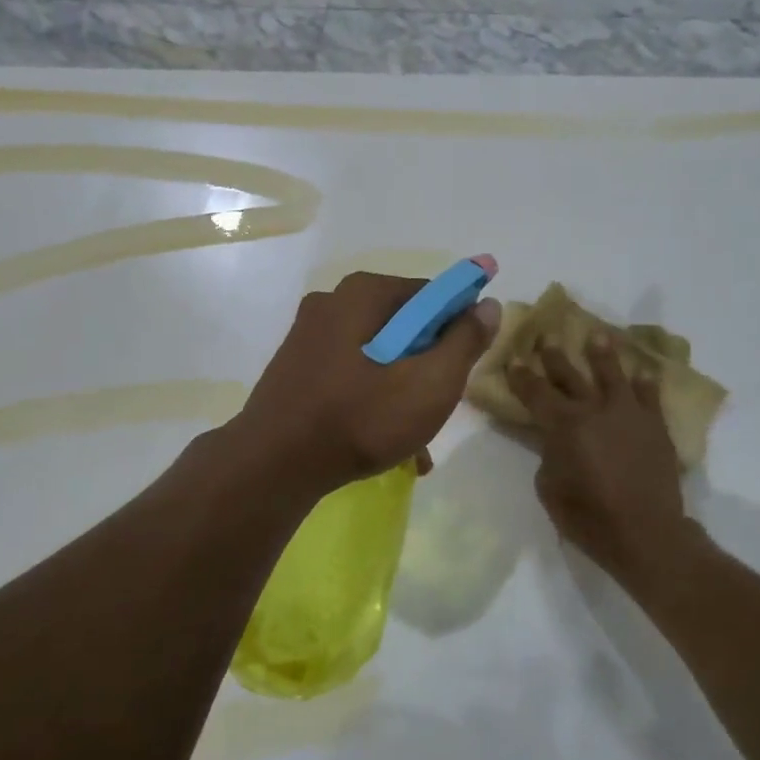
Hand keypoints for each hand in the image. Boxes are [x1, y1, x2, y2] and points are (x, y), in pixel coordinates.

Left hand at [234, 270, 500, 496]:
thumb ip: (464, 341)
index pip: (432, 296)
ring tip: (415, 442)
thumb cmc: (360, 418)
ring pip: (378, 356)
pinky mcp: (295, 368)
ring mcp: (308, 335)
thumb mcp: (430, 383)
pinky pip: (350, 374)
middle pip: (404, 327)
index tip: (462, 370)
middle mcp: (332, 302)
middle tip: (437, 407)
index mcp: (363, 293)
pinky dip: (372, 400)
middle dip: (428, 366)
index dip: (457, 330)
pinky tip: (385, 443)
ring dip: (402, 391)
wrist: (272, 466)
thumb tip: (487, 304)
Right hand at [506, 333, 696, 584]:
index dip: (522, 376)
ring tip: (598, 336)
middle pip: (570, 375)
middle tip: (546, 336)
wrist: (645, 532)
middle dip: (555, 356)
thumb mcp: (549, 488)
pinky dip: (646, 383)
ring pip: (613, 375)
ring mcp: (628, 414)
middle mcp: (594, 409)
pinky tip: (642, 371)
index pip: (535, 392)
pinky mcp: (655, 426)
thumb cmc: (588, 516)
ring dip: (602, 354)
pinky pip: (650, 396)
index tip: (514, 359)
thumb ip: (548, 455)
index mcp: (563, 424)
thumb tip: (554, 441)